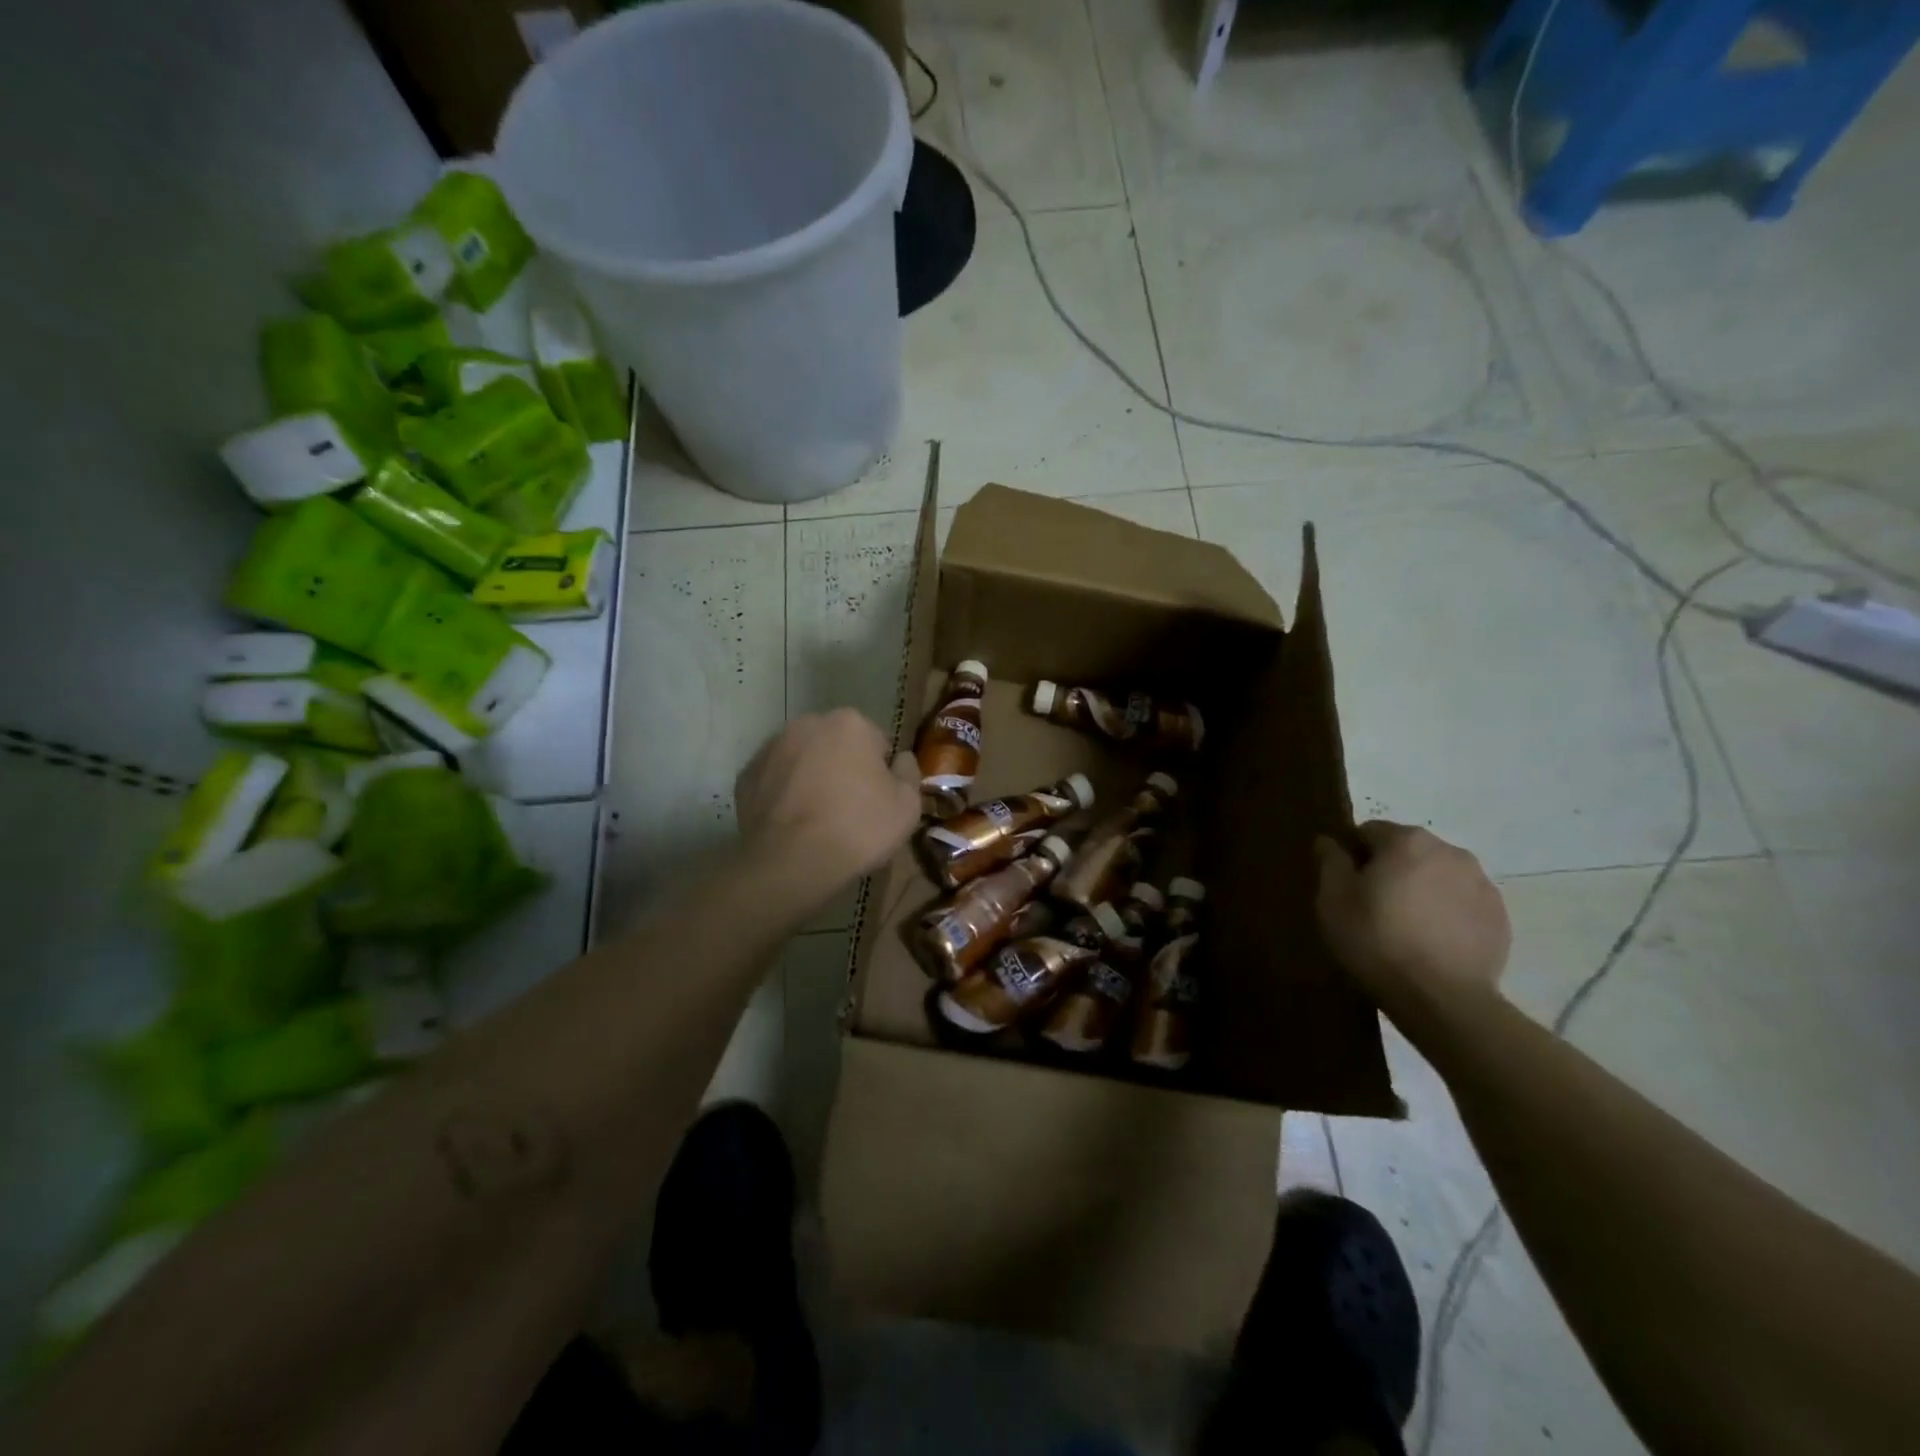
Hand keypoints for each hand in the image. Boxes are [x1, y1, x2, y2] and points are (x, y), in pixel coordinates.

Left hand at [734, 709, 921, 907]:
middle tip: (850, 809)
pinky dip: (784, 795)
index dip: (881, 772)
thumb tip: (900, 759)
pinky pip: (775, 781)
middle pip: (836, 745)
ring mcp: (771, 748)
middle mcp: (807, 724)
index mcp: (850, 723)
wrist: (792, 863)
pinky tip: (793, 824)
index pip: (876, 742)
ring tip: (818, 819)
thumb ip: (909, 772)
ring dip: (812, 778)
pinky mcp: (746, 776)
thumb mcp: (908, 805)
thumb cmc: (858, 828)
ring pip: (803, 760)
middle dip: (843, 768)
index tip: (879, 799)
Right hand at [1314, 822, 1510, 1017]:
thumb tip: (1330, 841)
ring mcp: (1482, 884)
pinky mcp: (1500, 918)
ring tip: (1406, 929)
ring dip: (1421, 891)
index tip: (1347, 888)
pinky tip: (1432, 944)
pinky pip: (1462, 904)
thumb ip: (1330, 861)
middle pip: (1407, 851)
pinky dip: (1446, 914)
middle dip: (1390, 871)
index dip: (1353, 857)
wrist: (1442, 999)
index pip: (1369, 832)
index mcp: (1407, 840)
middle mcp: (1450, 851)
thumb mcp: (1333, 899)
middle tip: (1373, 909)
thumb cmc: (1377, 940)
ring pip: (1438, 876)